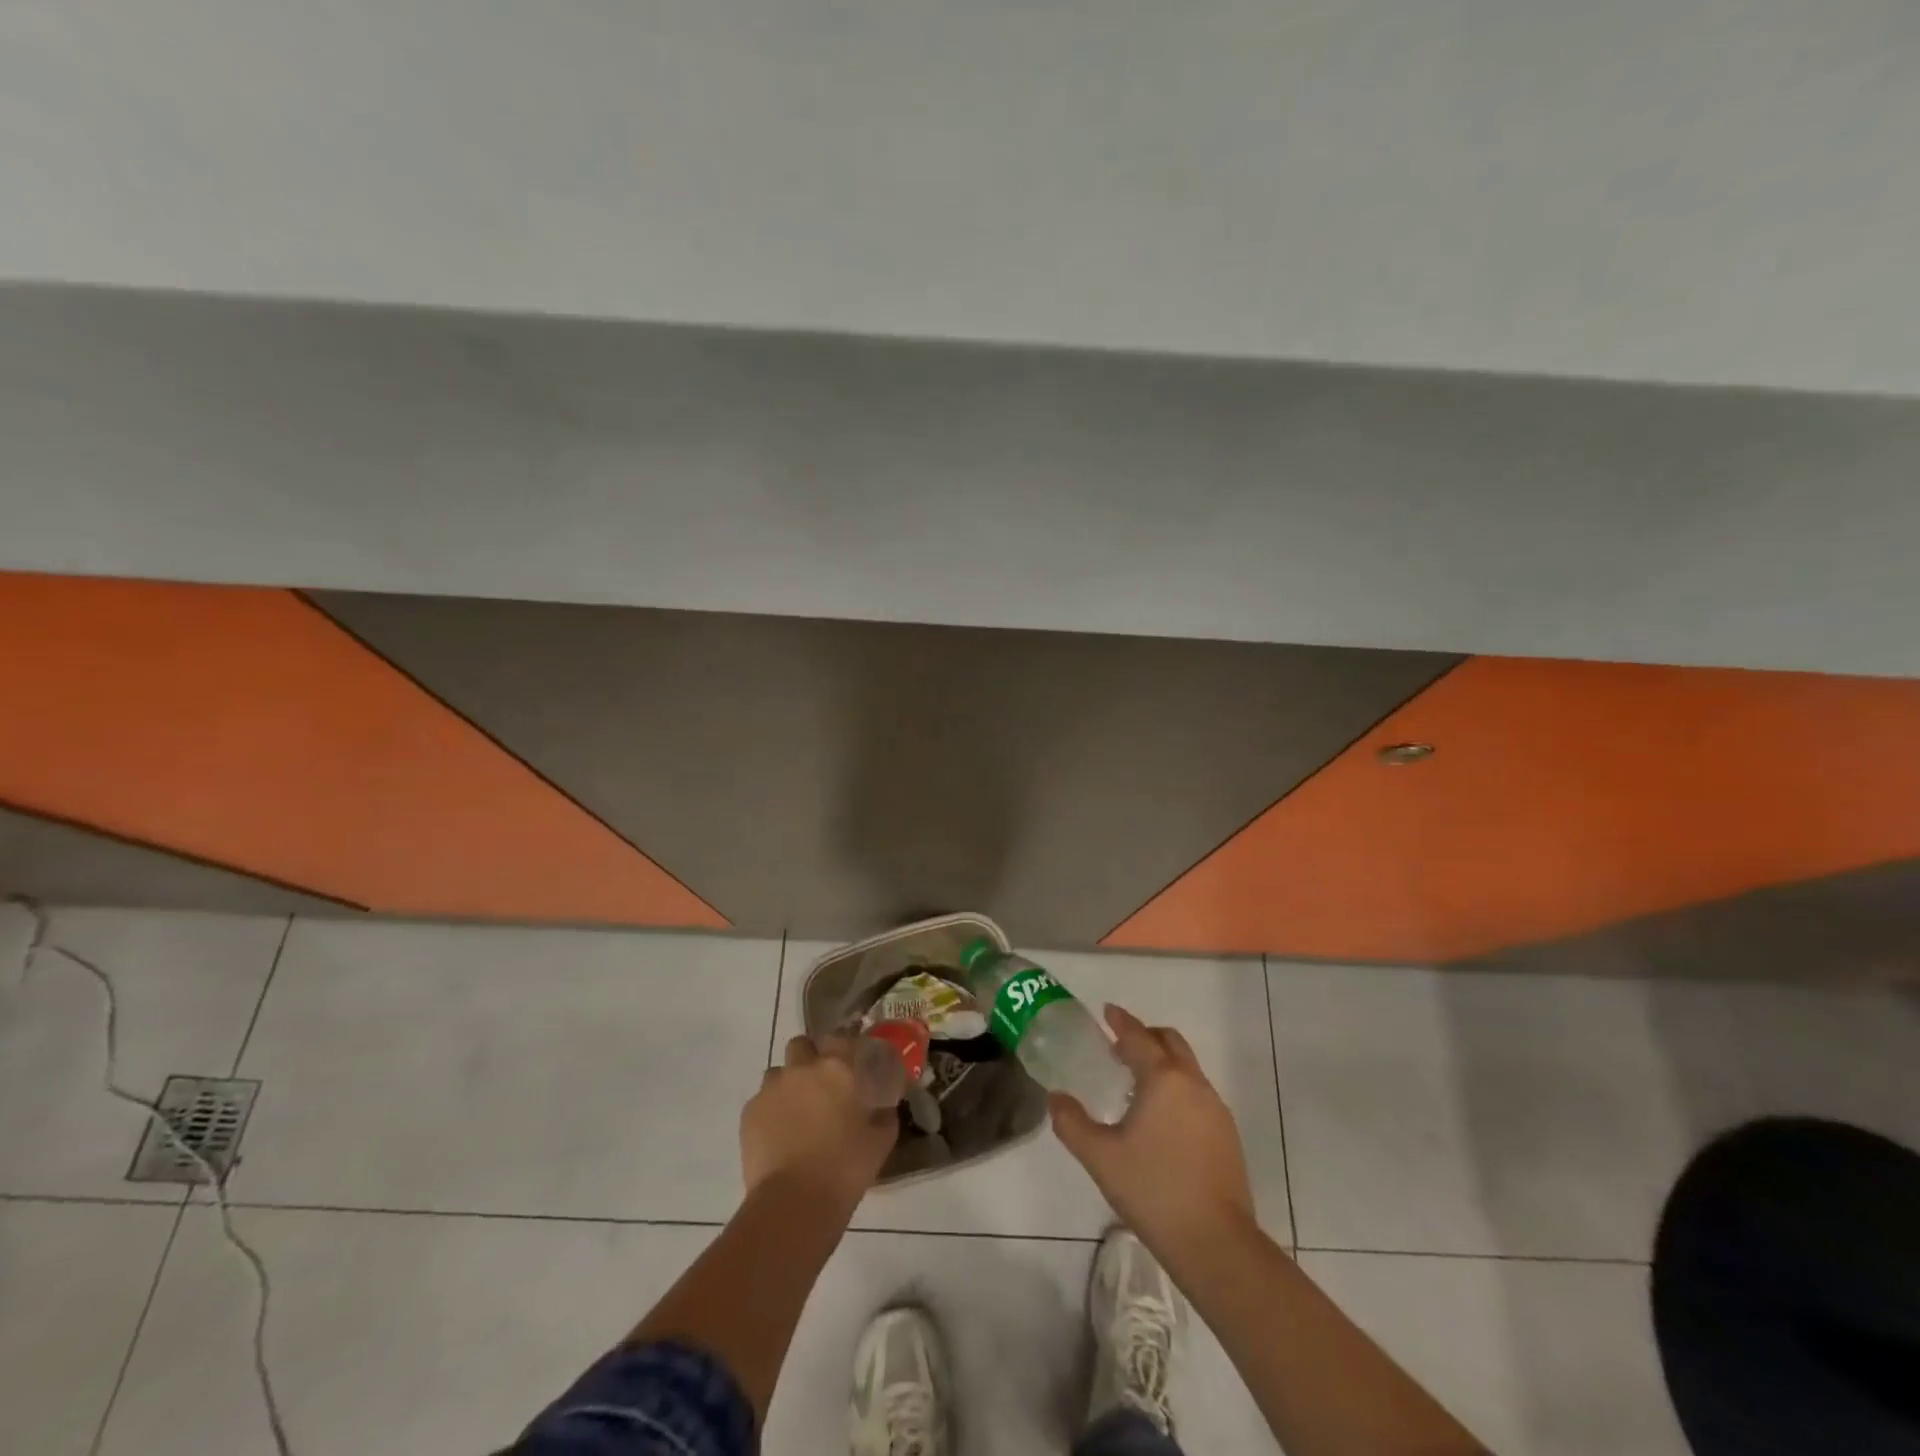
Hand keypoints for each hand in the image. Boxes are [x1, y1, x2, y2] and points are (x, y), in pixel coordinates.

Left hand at [741, 1035, 897, 1213]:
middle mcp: (802, 1068)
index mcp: (837, 1068)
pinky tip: (778, 1136)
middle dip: (808, 1058)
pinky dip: (770, 1112)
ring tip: (796, 1113)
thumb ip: (884, 1114)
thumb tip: (884, 1107)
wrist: (794, 1202)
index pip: (840, 1037)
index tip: (851, 1064)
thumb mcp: (881, 1140)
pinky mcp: (749, 1112)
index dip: (844, 1047)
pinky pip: (761, 1101)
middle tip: (819, 1085)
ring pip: (777, 1072)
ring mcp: (771, 1089)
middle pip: (801, 1044)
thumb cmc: (845, 1168)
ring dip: (787, 1084)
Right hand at [1050, 1004, 1257, 1262]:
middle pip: (1170, 1042)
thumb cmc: (1153, 1190)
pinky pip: (1197, 1093)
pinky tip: (1161, 1118)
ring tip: (1137, 1082)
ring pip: (1187, 1067)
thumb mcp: (1100, 1157)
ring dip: (1163, 1062)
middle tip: (1120, 1045)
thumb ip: (1072, 1122)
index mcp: (1163, 1079)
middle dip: (1146, 1035)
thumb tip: (1055, 1097)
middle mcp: (1193, 1083)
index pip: (1138, 1037)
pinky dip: (1177, 1087)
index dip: (1120, 1021)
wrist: (1215, 1243)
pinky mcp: (1227, 1134)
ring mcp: (1215, 1109)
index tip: (1107, 1011)